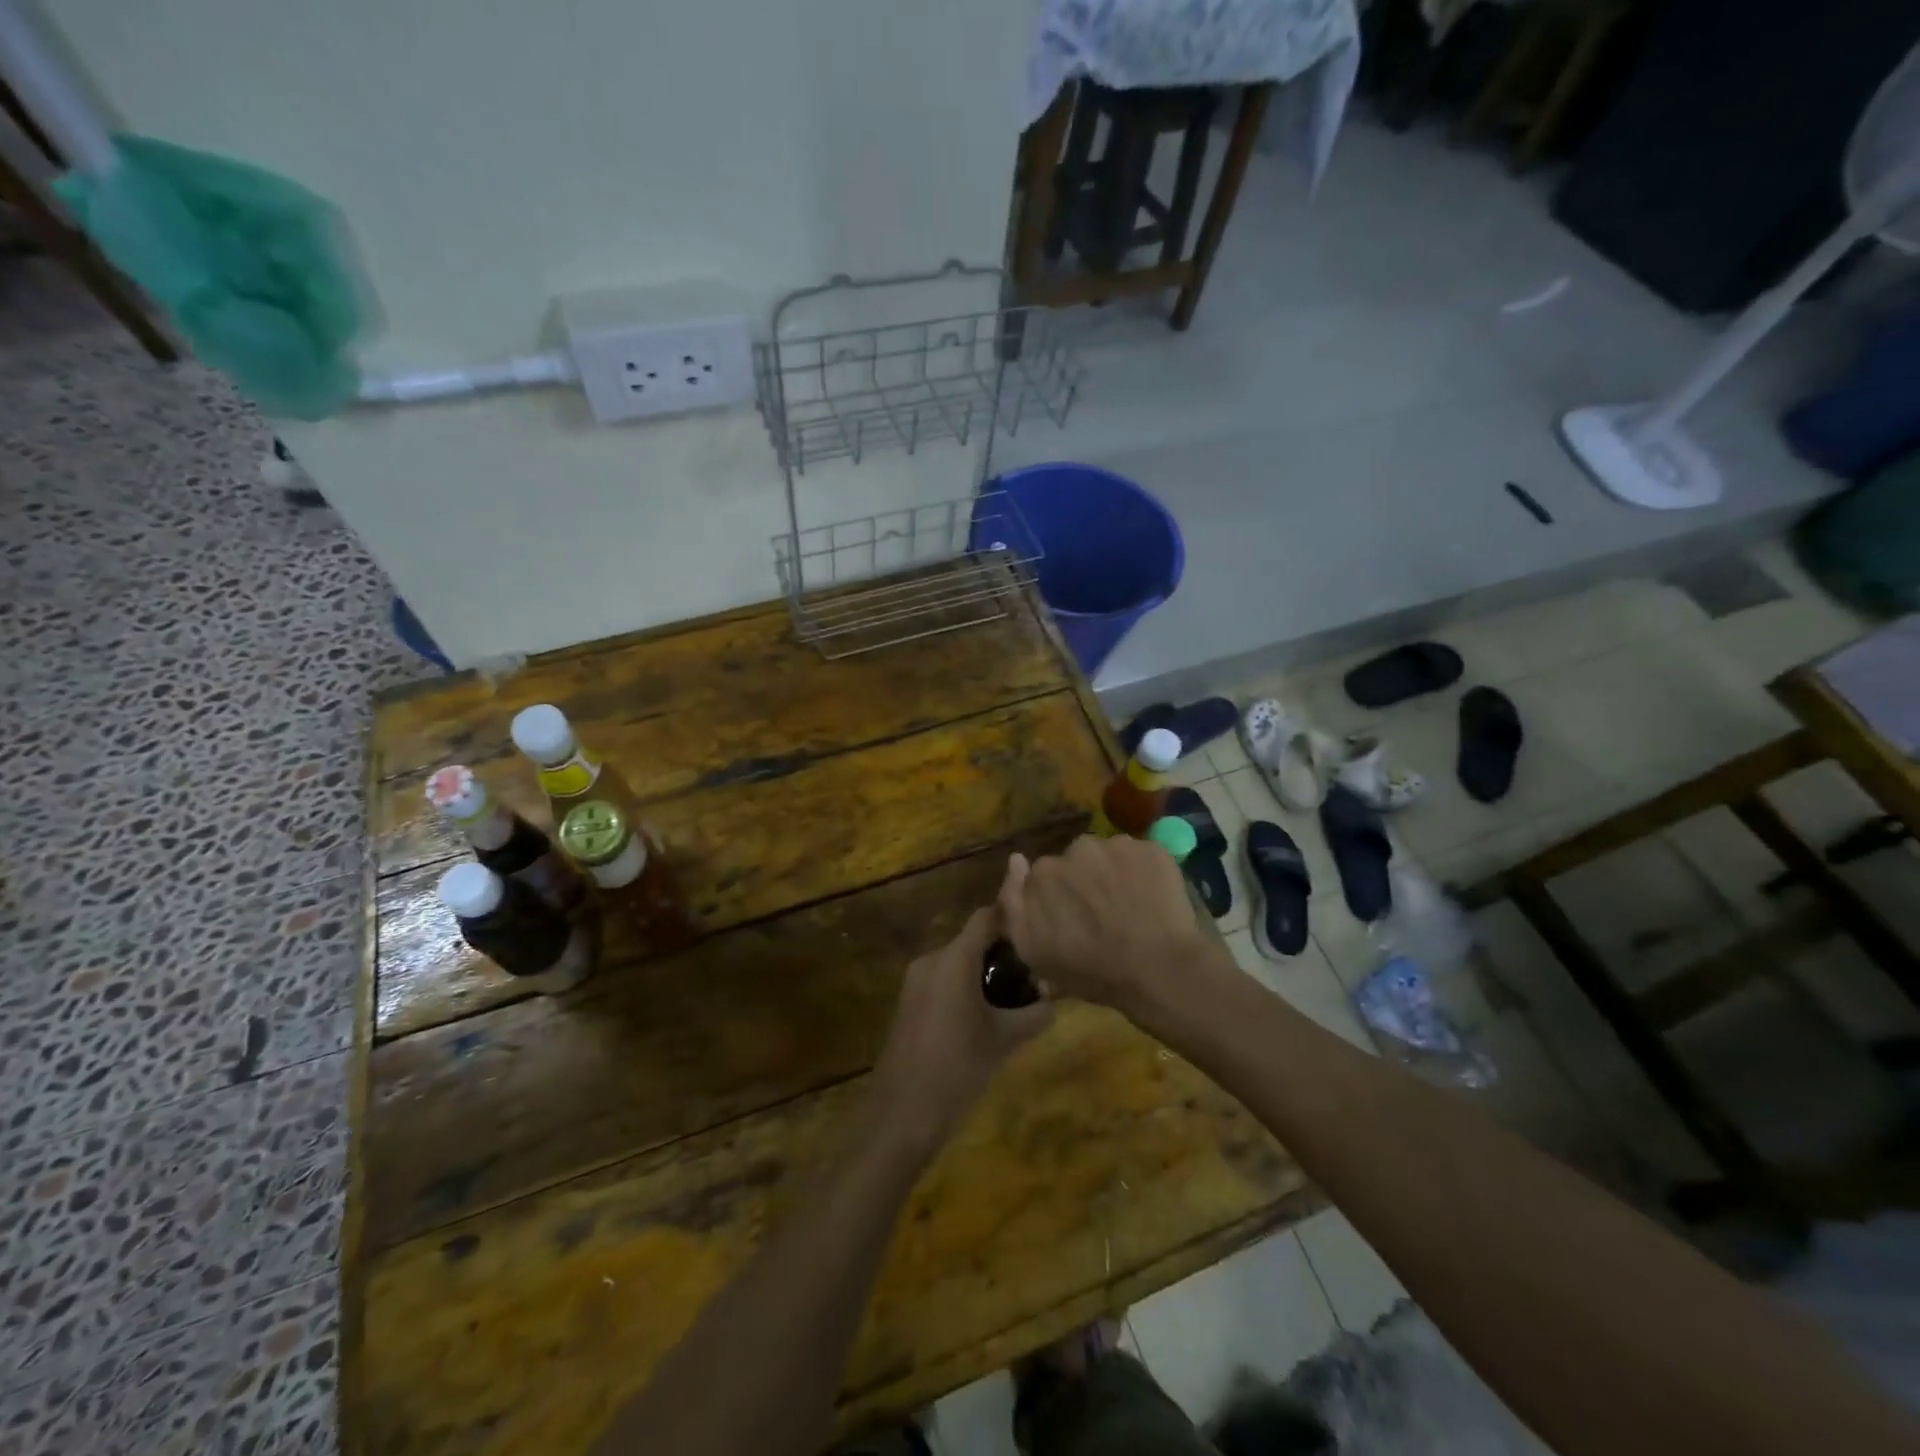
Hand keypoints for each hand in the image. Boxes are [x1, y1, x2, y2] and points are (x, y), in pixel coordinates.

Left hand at [870, 906, 1052, 1155]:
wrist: (901, 1115)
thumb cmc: (957, 1068)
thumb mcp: (1004, 1041)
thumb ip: (1034, 1015)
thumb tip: (1052, 1001)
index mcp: (953, 959)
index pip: (985, 918)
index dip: (1012, 919)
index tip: (1038, 930)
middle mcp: (931, 961)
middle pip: (972, 942)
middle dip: (1002, 955)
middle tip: (1033, 976)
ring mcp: (915, 983)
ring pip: (957, 964)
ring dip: (983, 975)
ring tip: (1014, 1001)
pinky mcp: (908, 1005)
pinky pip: (942, 984)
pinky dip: (964, 990)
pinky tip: (984, 1020)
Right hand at [997, 835, 1210, 1019]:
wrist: (1158, 970)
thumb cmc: (1092, 970)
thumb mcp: (1033, 951)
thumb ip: (1012, 904)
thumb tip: (1016, 860)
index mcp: (1044, 872)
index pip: (1044, 877)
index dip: (1057, 899)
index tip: (1070, 922)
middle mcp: (1076, 848)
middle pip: (1076, 862)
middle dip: (1084, 882)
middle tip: (1102, 917)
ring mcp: (1117, 845)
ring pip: (1109, 856)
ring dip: (1113, 875)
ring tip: (1130, 909)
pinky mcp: (1152, 849)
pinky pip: (1141, 857)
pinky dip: (1144, 874)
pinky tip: (1152, 902)